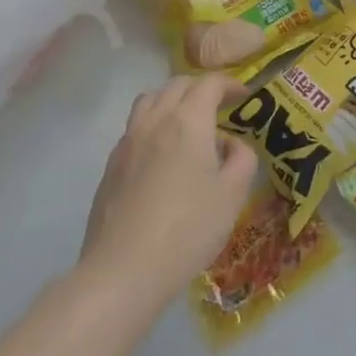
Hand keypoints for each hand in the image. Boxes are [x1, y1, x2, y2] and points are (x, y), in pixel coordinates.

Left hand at [78, 74, 258, 311]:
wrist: (123, 271)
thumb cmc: (188, 229)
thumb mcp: (233, 194)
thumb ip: (242, 158)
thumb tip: (232, 143)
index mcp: (188, 121)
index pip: (210, 84)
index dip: (230, 84)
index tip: (245, 95)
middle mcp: (156, 121)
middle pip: (178, 85)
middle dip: (201, 88)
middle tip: (220, 106)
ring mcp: (128, 142)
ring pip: (150, 100)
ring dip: (172, 100)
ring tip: (186, 122)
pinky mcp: (111, 166)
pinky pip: (134, 127)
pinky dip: (153, 124)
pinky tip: (161, 154)